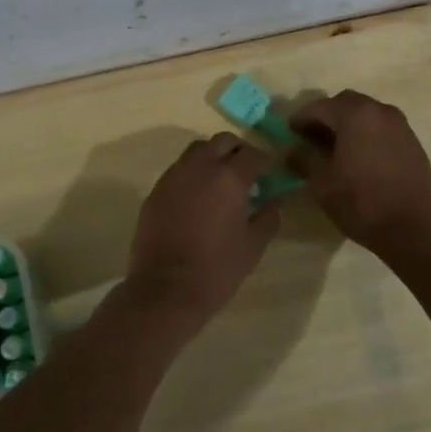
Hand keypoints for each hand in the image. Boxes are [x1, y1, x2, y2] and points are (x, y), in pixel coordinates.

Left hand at [124, 133, 280, 327]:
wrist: (165, 289)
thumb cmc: (217, 269)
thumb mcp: (253, 246)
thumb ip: (268, 217)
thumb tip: (275, 201)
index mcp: (229, 177)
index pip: (253, 154)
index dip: (266, 161)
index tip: (271, 173)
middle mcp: (200, 167)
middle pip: (222, 141)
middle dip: (238, 151)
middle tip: (247, 172)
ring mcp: (173, 176)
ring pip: (196, 151)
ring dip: (212, 158)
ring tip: (220, 181)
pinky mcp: (155, 190)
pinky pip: (178, 170)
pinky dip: (192, 174)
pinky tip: (197, 197)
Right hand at [288, 90, 430, 258]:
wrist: (412, 230)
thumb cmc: (361, 202)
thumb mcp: (321, 183)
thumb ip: (303, 159)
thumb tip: (293, 150)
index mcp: (355, 115)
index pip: (319, 107)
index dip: (301, 118)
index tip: (290, 133)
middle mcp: (380, 111)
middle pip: (345, 103)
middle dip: (326, 117)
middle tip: (312, 138)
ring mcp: (401, 126)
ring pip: (367, 114)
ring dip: (348, 124)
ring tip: (336, 149)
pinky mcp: (413, 143)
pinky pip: (383, 129)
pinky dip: (367, 135)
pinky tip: (360, 158)